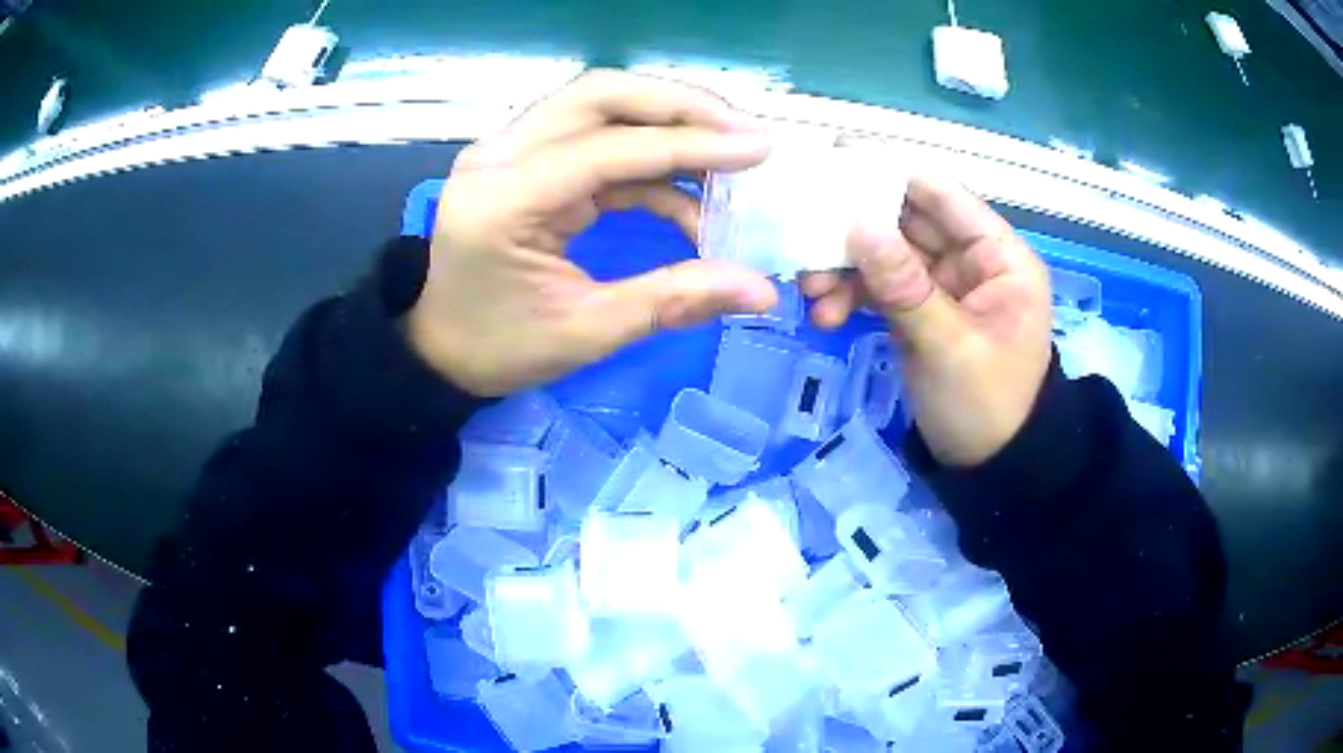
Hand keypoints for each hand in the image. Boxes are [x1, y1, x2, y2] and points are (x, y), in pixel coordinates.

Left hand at [406, 70, 777, 396]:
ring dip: (667, 119)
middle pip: (598, 94)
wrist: (440, 347)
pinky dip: (647, 155)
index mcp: (502, 200)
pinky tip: (688, 189)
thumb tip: (761, 289)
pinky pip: (594, 137)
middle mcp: (498, 156)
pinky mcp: (524, 158)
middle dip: (681, 107)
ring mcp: (507, 150)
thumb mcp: (586, 332)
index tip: (759, 148)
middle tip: (744, 132)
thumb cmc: (500, 347)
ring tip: (728, 149)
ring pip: (598, 103)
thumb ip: (673, 299)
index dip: (688, 144)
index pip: (606, 148)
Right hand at [803, 176, 1052, 466]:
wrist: (991, 469)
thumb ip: (904, 284)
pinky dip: (852, 297)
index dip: (892, 176)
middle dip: (856, 232)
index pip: (944, 197)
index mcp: (1000, 257)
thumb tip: (855, 223)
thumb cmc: (987, 405)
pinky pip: (881, 289)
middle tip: (803, 233)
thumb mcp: (948, 345)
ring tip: (810, 292)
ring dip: (846, 269)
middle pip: (907, 223)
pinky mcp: (920, 312)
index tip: (833, 163)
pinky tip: (824, 316)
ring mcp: (943, 286)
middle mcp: (972, 260)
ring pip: (887, 256)